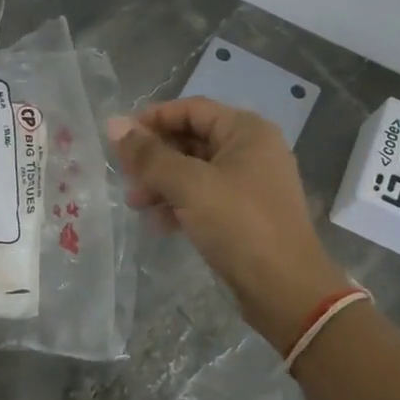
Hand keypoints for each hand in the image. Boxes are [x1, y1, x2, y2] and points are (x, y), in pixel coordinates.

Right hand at [108, 99, 347, 347]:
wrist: (286, 291)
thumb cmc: (239, 225)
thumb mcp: (188, 185)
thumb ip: (149, 154)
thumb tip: (113, 123)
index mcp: (246, 131)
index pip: (190, 109)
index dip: (152, 119)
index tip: (119, 139)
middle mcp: (251, 150)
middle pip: (191, 139)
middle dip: (155, 156)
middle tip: (124, 175)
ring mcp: (250, 183)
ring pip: (194, 171)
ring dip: (162, 183)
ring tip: (135, 204)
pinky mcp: (245, 214)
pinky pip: (204, 197)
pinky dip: (179, 204)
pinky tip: (158, 224)